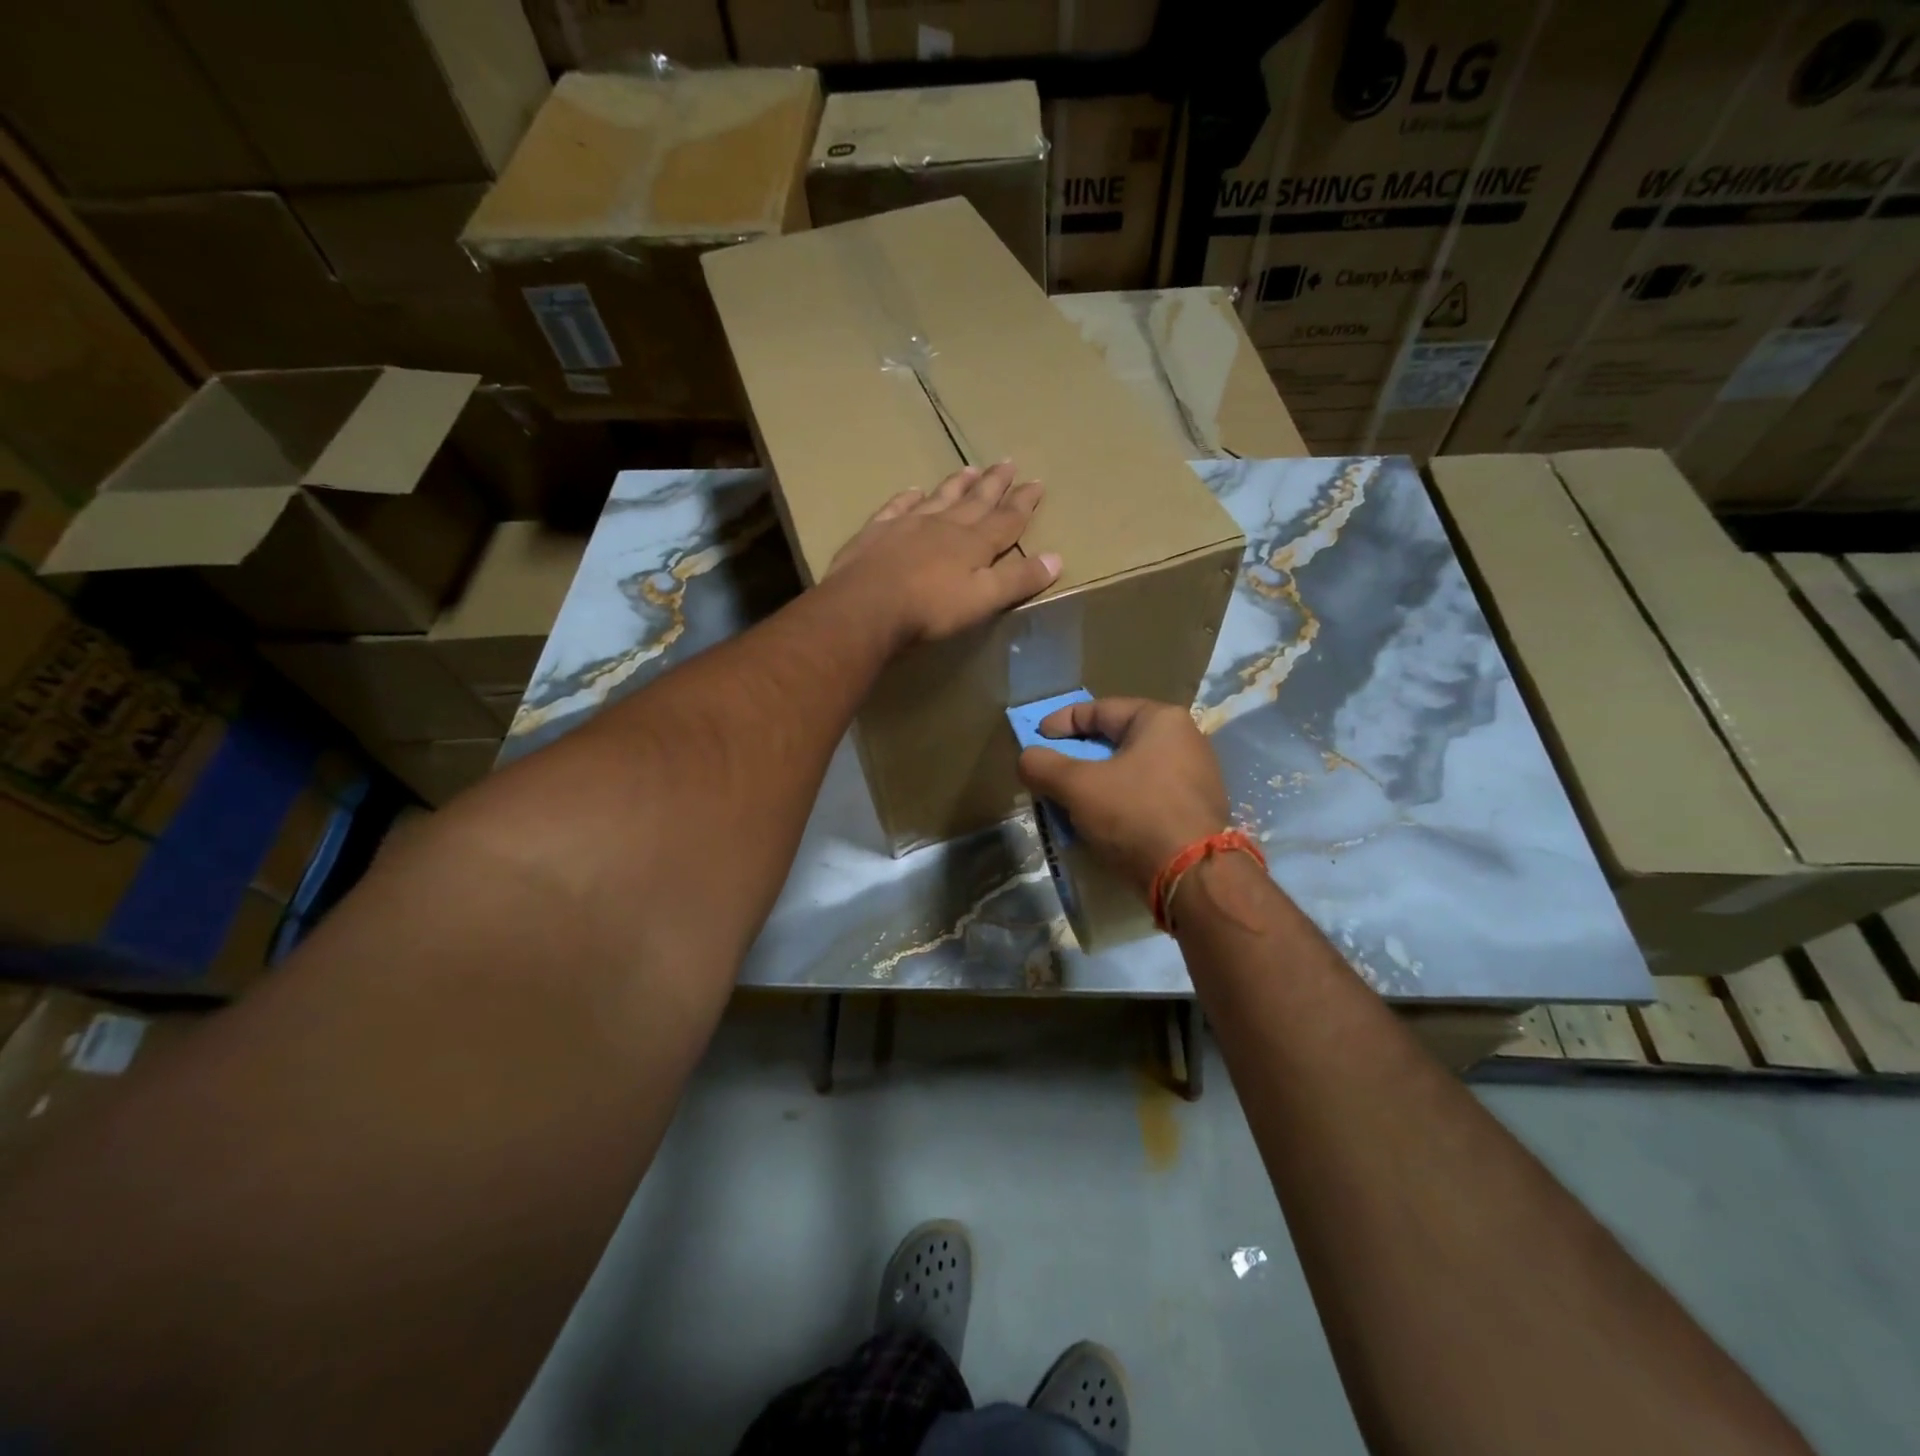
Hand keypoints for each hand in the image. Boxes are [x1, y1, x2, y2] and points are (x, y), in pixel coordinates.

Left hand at [827, 463, 1061, 642]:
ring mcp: (907, 525)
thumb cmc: (930, 608)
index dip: (1023, 503)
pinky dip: (907, 498)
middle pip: (975, 500)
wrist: (866, 606)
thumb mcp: (983, 599)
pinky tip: (912, 492)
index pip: (1006, 519)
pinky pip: (896, 507)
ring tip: (969, 469)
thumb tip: (1056, 558)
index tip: (1037, 482)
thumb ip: (1018, 579)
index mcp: (973, 543)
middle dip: (994, 483)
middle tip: (1008, 462)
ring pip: (939, 497)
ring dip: (956, 484)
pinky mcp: (876, 533)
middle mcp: (944, 525)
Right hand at [1017, 697, 1229, 895]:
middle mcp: (1184, 740)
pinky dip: (1118, 802)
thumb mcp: (1078, 786)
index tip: (1036, 740)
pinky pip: (1146, 796)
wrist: (1193, 877)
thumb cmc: (1136, 814)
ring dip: (1096, 783)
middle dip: (1078, 757)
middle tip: (1050, 772)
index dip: (1061, 723)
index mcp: (1161, 720)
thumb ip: (1043, 766)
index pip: (1099, 710)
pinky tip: (1100, 822)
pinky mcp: (1195, 810)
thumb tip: (1027, 758)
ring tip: (1069, 800)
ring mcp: (1195, 777)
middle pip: (1115, 740)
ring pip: (1130, 771)